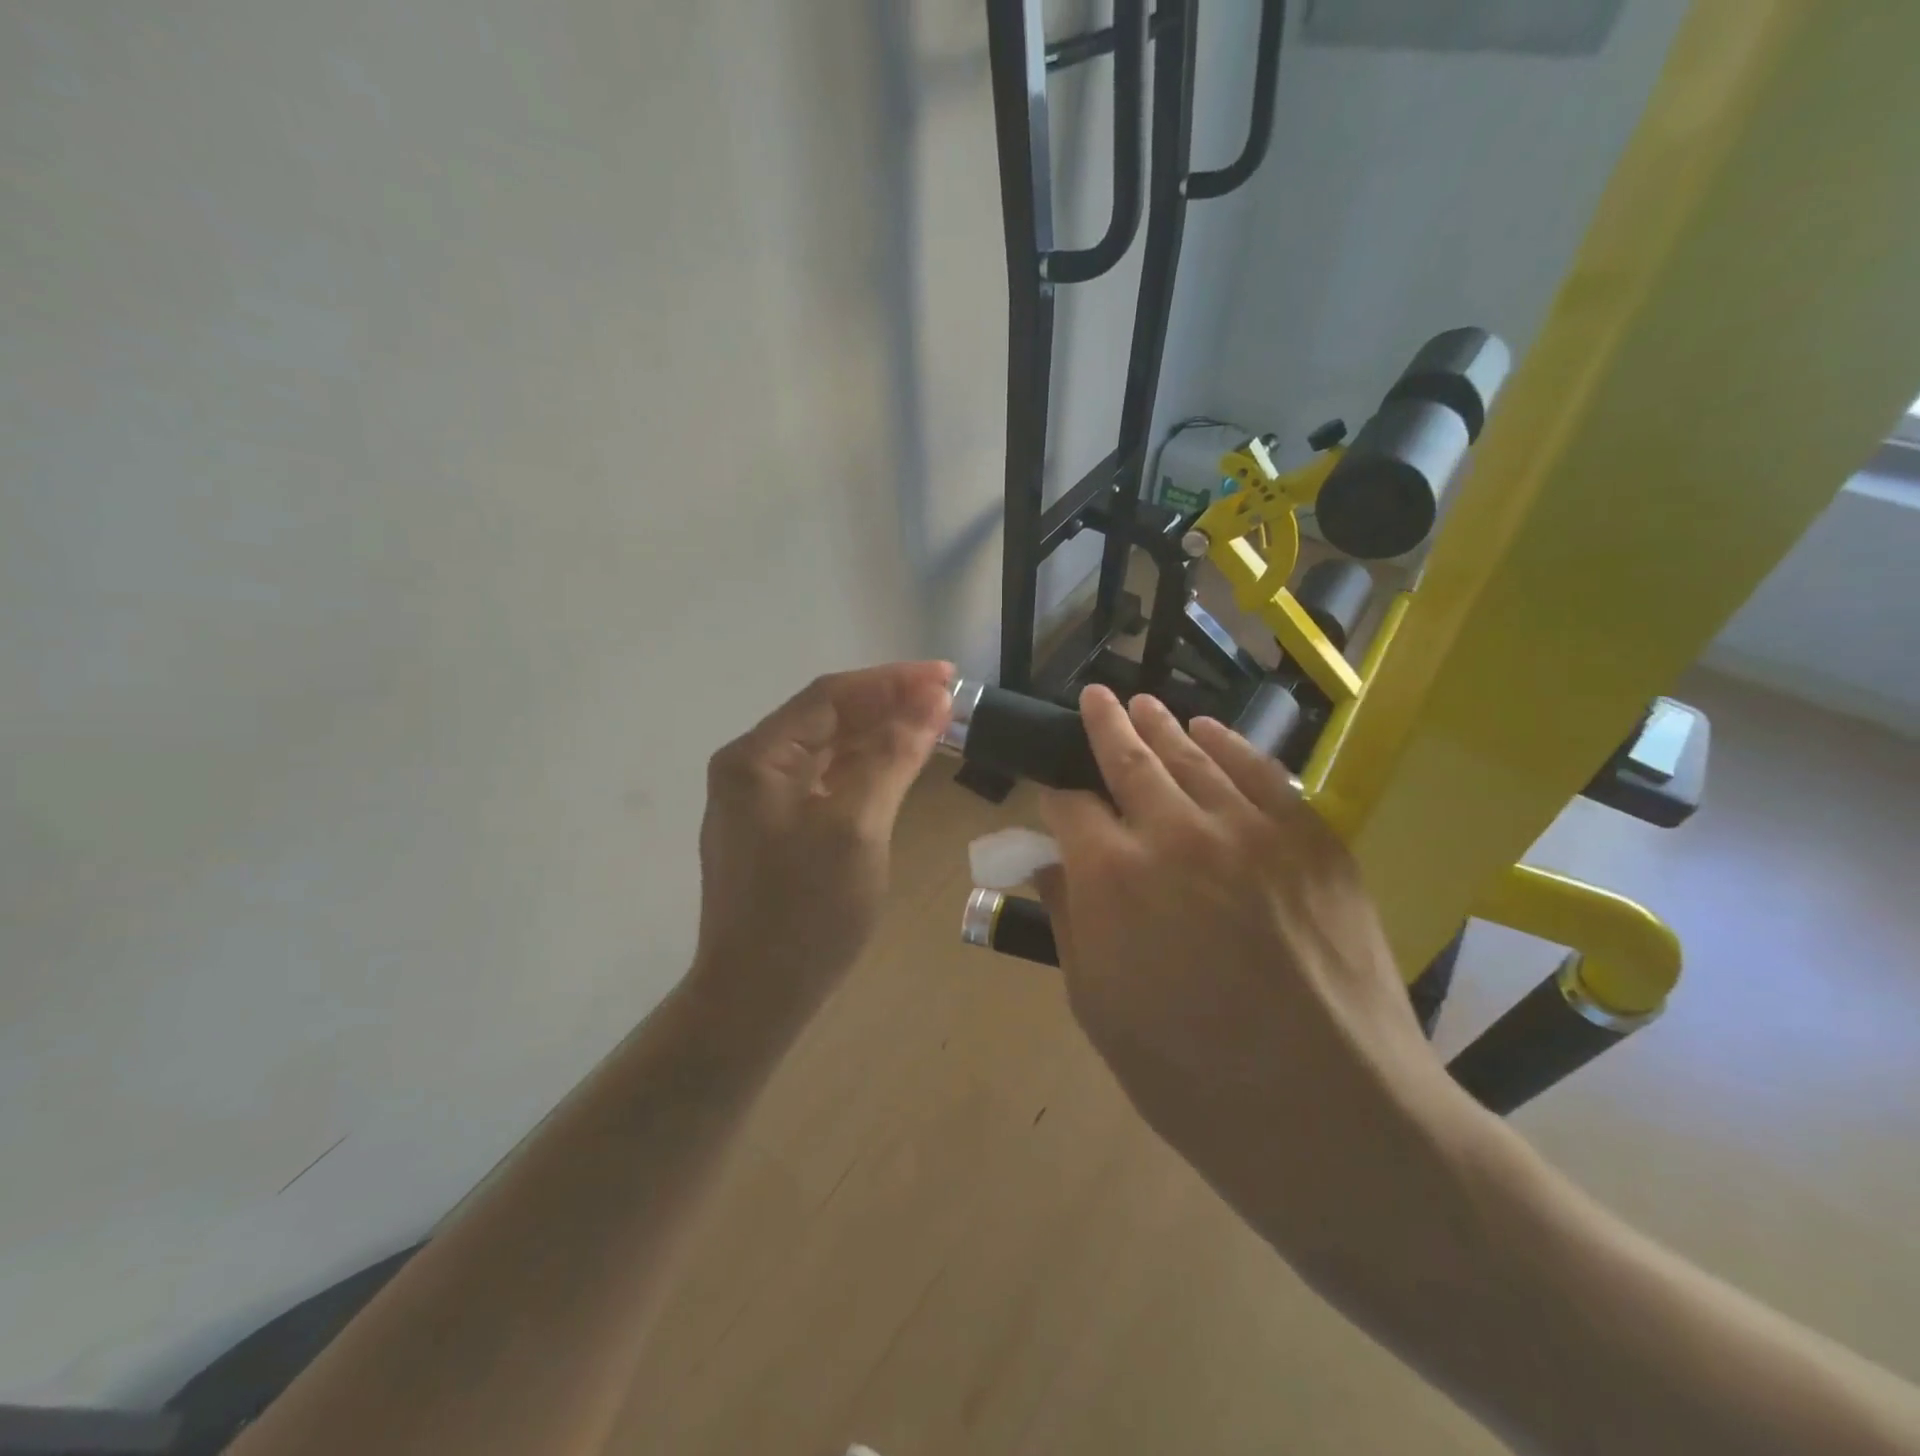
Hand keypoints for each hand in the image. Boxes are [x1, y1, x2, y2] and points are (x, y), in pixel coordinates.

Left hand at [689, 662, 952, 1031]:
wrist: (755, 999)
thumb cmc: (806, 913)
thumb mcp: (858, 826)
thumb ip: (894, 756)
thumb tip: (933, 699)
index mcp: (757, 757)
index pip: (830, 696)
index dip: (892, 681)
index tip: (948, 677)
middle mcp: (751, 768)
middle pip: (828, 718)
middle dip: (888, 704)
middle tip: (949, 699)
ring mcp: (759, 801)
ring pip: (828, 750)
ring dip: (879, 735)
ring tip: (934, 723)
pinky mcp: (775, 830)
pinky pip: (825, 782)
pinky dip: (863, 769)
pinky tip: (897, 764)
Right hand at [1035, 685, 1477, 1258]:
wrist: (1333, 1114)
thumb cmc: (1193, 1076)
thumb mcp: (1098, 1008)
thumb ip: (1069, 921)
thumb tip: (1054, 866)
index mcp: (1111, 875)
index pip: (1068, 804)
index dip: (1055, 792)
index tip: (1053, 789)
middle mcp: (1175, 832)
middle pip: (1128, 757)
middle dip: (1104, 724)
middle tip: (1095, 698)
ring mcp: (1250, 828)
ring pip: (1192, 753)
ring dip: (1160, 725)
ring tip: (1142, 705)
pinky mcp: (1311, 837)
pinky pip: (1261, 771)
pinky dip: (1228, 743)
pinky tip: (1208, 731)